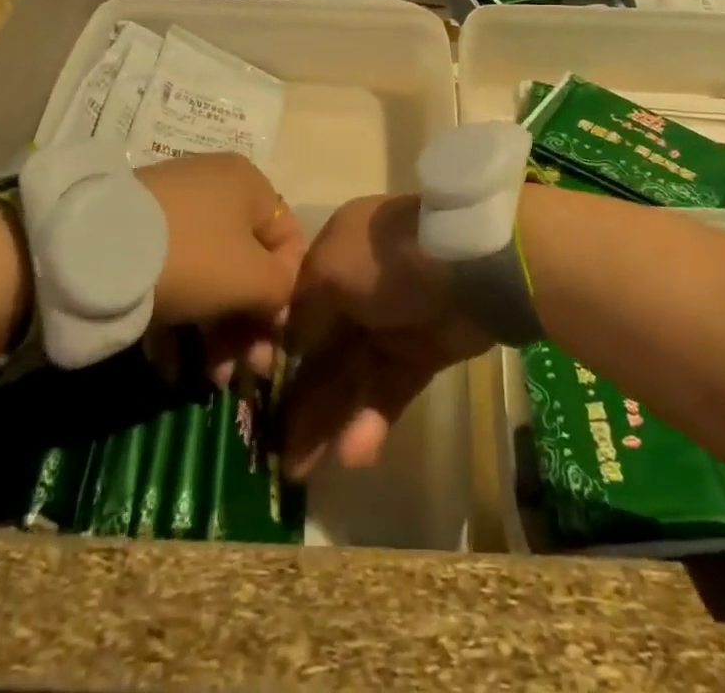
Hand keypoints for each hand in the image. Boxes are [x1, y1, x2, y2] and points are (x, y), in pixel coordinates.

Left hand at [137, 153, 304, 384]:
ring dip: (215, 333)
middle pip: (246, 264)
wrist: (91, 247)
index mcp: (250, 185)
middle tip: (244, 374)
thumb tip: (280, 302)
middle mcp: (216, 189)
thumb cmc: (193, 255)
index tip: (274, 340)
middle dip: (248, 324)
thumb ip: (283, 290)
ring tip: (209, 381)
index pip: (287, 241)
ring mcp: (174, 211)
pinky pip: (173, 277)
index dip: (288, 293)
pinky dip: (178, 321)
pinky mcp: (138, 235)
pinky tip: (171, 366)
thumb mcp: (253, 278)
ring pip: (209, 276)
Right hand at [282, 193, 491, 479]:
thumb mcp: (330, 269)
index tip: (254, 394)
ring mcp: (392, 323)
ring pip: (351, 377)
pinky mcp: (423, 354)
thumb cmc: (387, 259)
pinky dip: (370, 421)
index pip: (297, 307)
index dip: (277, 351)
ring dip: (327, 421)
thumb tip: (289, 345)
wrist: (470, 265)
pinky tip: (353, 454)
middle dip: (298, 399)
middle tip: (274, 453)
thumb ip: (303, 310)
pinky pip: (388, 390)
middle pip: (322, 350)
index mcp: (336, 254)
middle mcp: (359, 288)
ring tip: (302, 470)